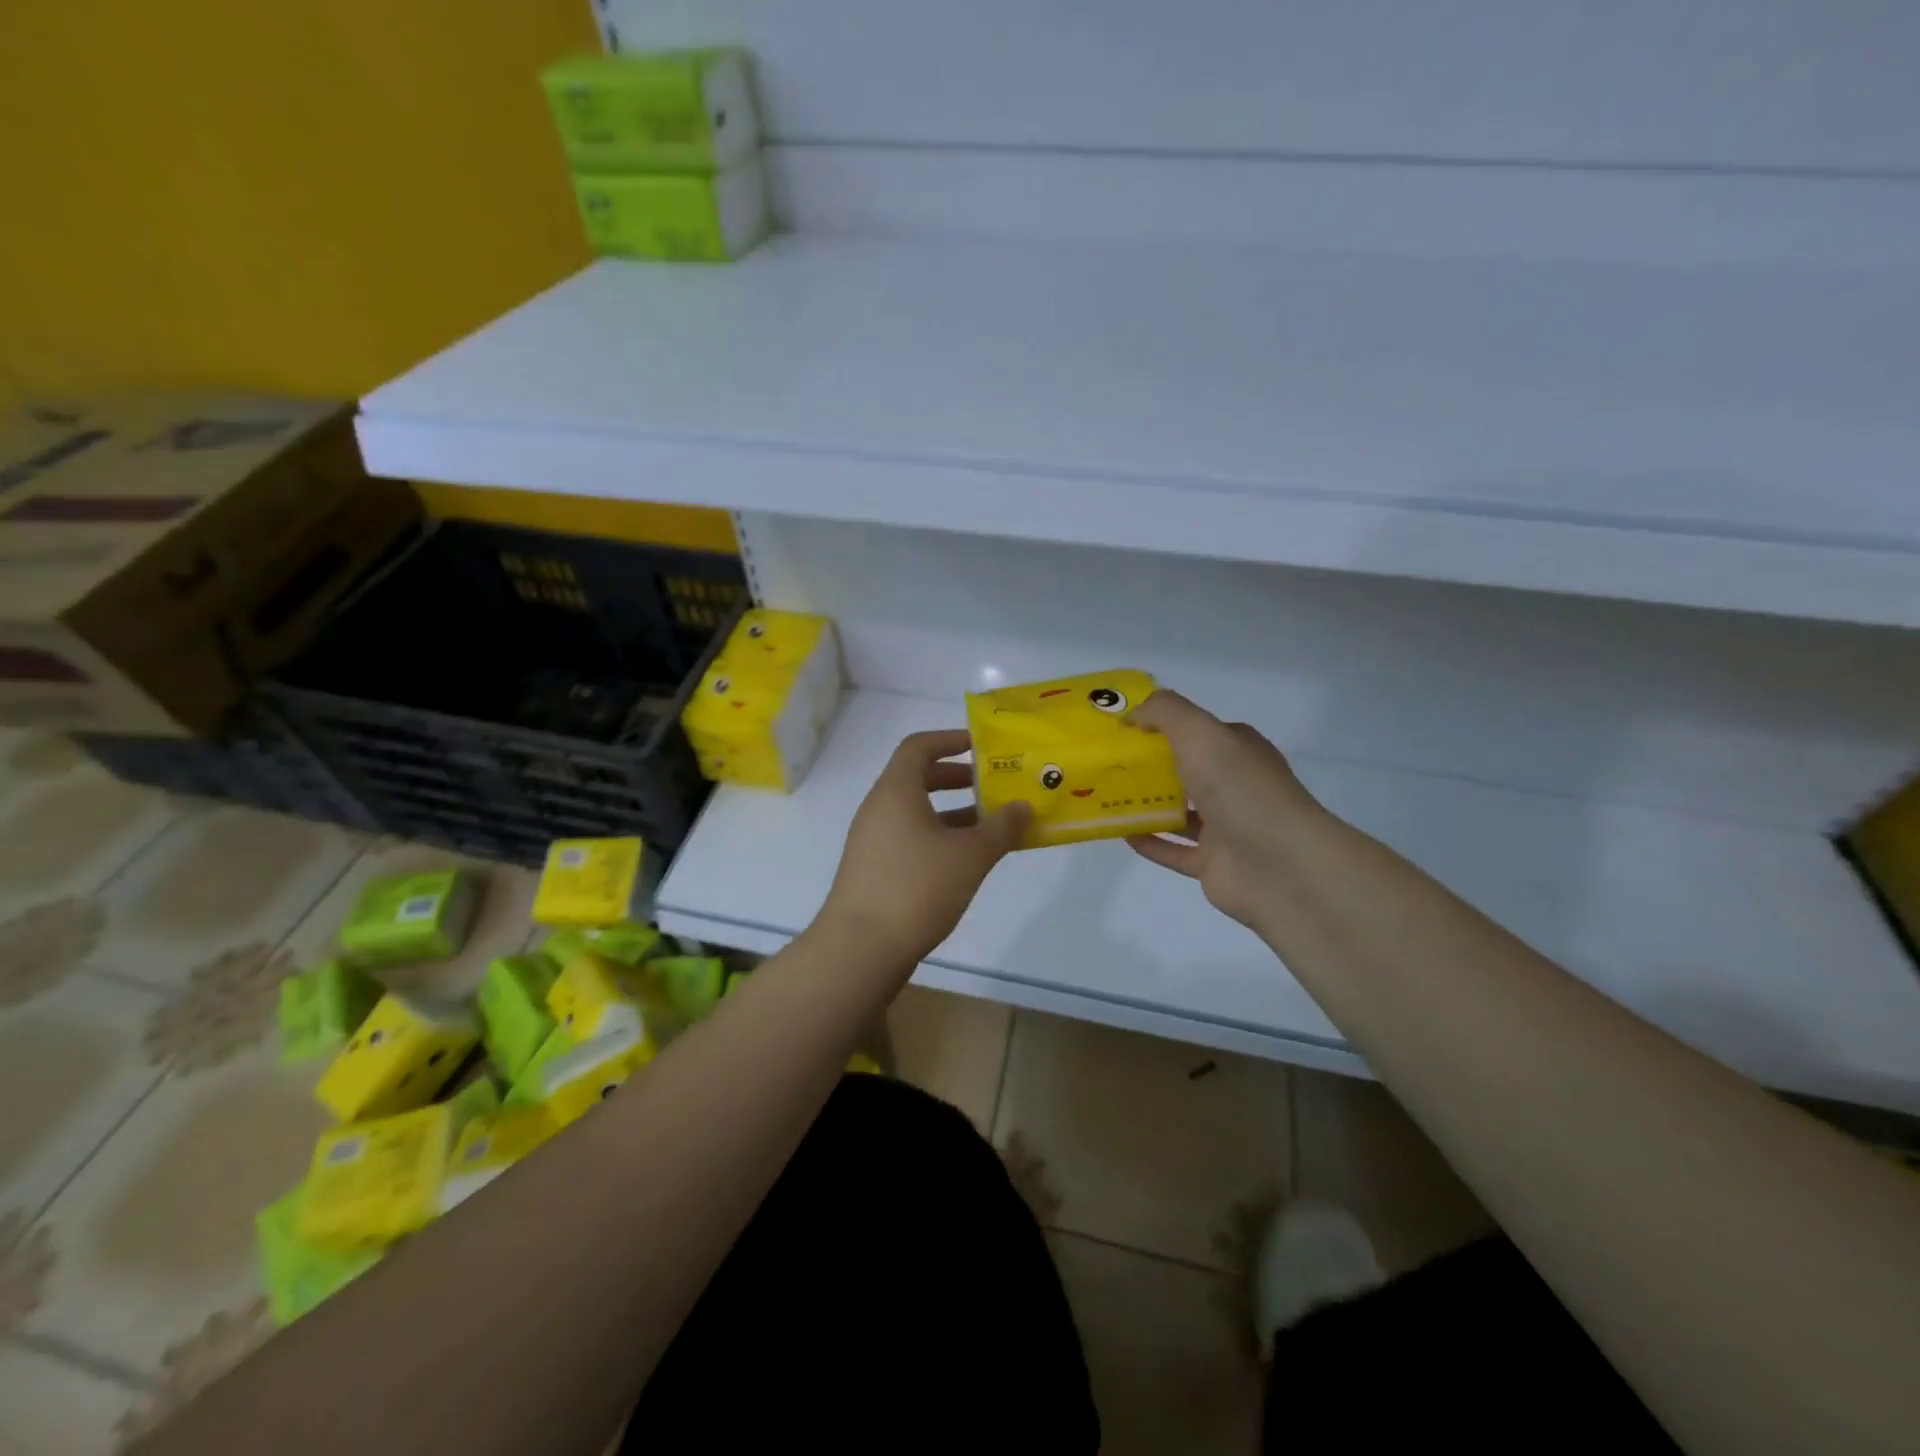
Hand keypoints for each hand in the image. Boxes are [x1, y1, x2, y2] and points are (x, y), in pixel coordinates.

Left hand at [815, 730, 1030, 966]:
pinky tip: (966, 861)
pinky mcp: (875, 869)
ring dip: (953, 813)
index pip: (919, 746)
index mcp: (896, 791)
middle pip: (918, 778)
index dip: (951, 740)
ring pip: (917, 812)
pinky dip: (939, 838)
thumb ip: (1001, 827)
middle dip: (958, 778)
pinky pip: (911, 837)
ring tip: (991, 827)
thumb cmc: (917, 887)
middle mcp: (879, 808)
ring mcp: (873, 840)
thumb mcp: (970, 855)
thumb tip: (1023, 806)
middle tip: (993, 787)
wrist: (860, 948)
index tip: (982, 748)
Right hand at [1125, 691, 1324, 934]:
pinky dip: (1149, 841)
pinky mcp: (1213, 863)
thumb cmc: (1241, 790)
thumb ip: (1165, 713)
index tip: (1120, 729)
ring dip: (1146, 804)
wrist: (1281, 866)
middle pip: (1184, 771)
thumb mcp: (1200, 733)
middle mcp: (1233, 785)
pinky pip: (1173, 850)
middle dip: (1148, 766)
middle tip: (1105, 763)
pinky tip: (1120, 832)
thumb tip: (1131, 716)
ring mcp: (1225, 827)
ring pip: (1178, 811)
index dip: (1160, 726)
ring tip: (1105, 796)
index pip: (1196, 731)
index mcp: (1237, 750)